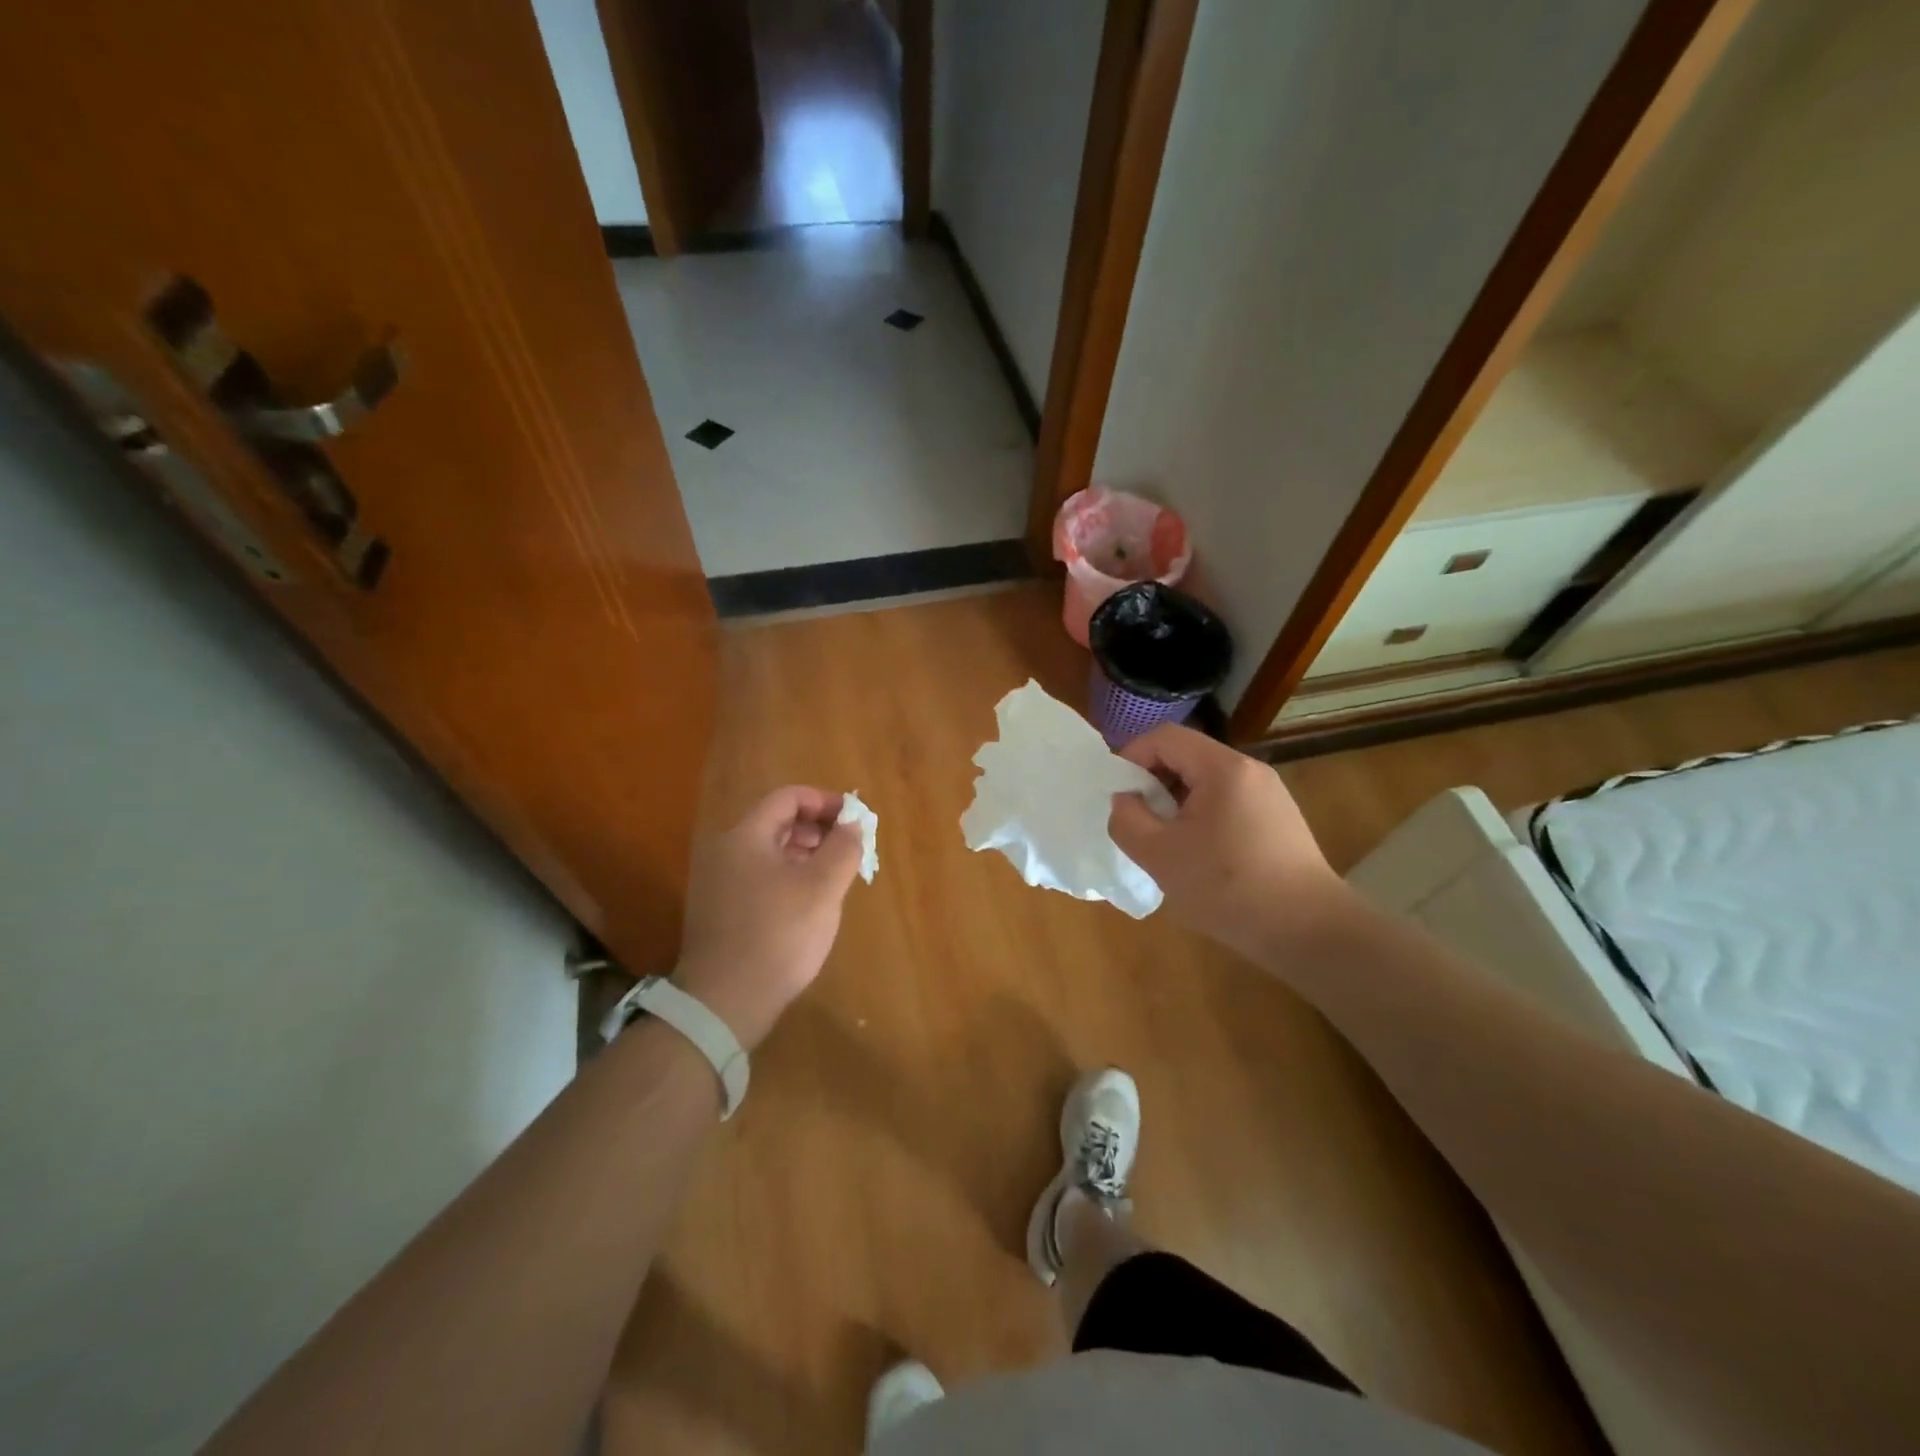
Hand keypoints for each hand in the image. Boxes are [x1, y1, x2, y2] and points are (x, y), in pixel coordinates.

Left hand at [674, 787, 865, 1048]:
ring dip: (806, 854)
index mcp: (746, 837)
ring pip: (770, 852)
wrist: (725, 1002)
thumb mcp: (822, 888)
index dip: (825, 802)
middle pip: (777, 822)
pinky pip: (760, 877)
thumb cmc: (778, 936)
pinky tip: (810, 903)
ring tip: (835, 876)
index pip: (788, 798)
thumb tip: (853, 823)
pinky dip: (789, 877)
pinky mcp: (721, 910)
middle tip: (850, 849)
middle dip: (818, 829)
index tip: (854, 820)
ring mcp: (719, 882)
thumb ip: (843, 848)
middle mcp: (726, 851)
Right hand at [1108, 726, 1350, 963]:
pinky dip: (1202, 817)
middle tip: (1138, 822)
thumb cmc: (1228, 888)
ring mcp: (1270, 795)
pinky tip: (1199, 857)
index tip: (1118, 794)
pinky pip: (1228, 803)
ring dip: (1176, 803)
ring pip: (1206, 782)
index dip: (1132, 757)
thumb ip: (1127, 819)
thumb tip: (1126, 800)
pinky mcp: (1279, 820)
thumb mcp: (1159, 855)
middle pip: (1187, 756)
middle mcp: (1250, 770)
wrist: (1309, 932)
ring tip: (1165, 843)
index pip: (1165, 737)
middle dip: (1153, 783)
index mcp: (1223, 768)